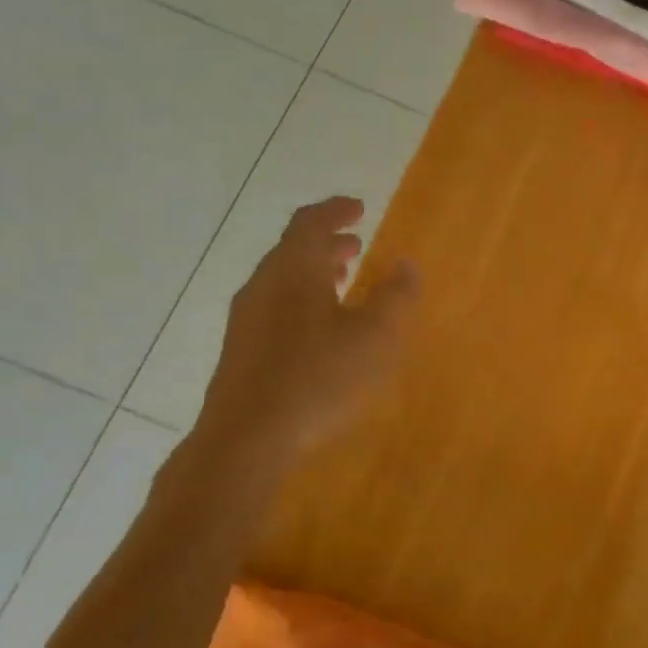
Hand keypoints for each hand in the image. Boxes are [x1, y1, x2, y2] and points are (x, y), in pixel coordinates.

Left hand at [191, 197, 417, 478]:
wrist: (247, 439)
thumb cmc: (318, 379)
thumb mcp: (375, 338)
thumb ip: (395, 297)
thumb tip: (406, 265)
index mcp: (294, 271)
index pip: (311, 222)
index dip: (336, 210)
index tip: (360, 207)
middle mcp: (264, 285)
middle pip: (293, 250)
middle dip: (327, 243)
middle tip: (357, 244)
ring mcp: (247, 319)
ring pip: (284, 280)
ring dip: (315, 272)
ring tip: (344, 281)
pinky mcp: (242, 350)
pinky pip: (276, 306)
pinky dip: (303, 299)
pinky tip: (322, 329)